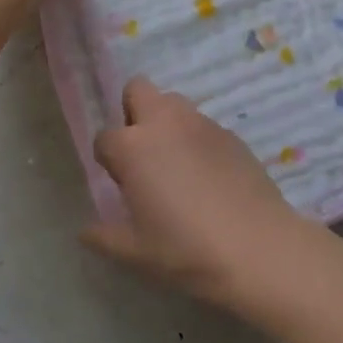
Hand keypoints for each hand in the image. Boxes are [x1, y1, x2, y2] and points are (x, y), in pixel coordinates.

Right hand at [83, 78, 313, 307]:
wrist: (258, 248)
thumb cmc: (187, 250)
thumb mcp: (137, 253)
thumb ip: (105, 237)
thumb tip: (84, 231)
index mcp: (133, 147)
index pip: (104, 138)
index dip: (109, 160)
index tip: (121, 184)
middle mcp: (163, 122)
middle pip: (137, 90)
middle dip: (133, 113)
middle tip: (144, 155)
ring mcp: (200, 122)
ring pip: (172, 102)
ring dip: (166, 122)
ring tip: (176, 164)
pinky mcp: (229, 132)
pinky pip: (202, 124)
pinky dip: (196, 139)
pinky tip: (208, 176)